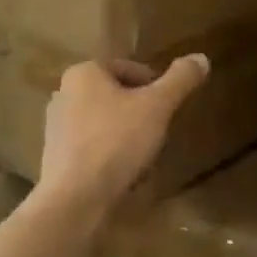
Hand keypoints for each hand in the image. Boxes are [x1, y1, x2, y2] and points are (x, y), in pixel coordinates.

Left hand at [37, 55, 210, 219]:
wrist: (75, 198)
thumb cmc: (116, 142)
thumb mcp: (157, 106)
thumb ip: (180, 80)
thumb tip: (201, 58)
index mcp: (84, 72)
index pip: (129, 68)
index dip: (155, 86)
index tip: (168, 107)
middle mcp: (63, 93)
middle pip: (115, 95)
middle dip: (139, 111)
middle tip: (159, 131)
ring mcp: (55, 127)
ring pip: (103, 122)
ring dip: (125, 134)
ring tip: (144, 155)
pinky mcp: (55, 156)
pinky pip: (91, 146)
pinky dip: (109, 154)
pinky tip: (124, 173)